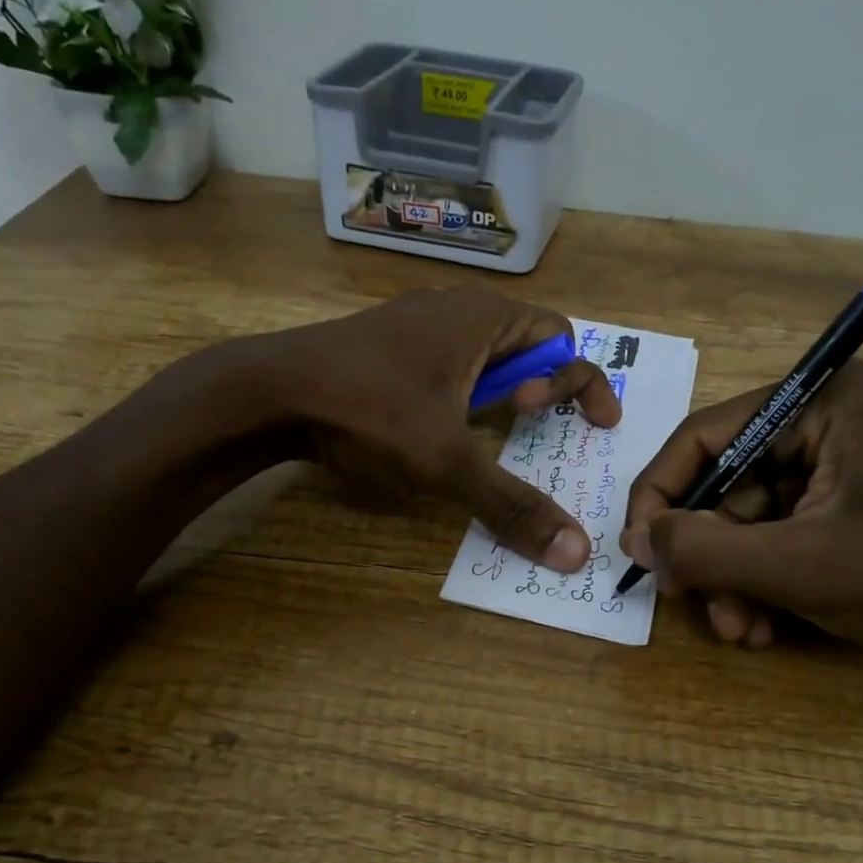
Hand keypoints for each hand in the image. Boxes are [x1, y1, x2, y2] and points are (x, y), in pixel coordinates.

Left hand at [265, 288, 620, 570]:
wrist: (269, 391)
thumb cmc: (369, 410)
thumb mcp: (446, 463)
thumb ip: (512, 505)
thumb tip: (574, 553)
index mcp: (484, 318)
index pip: (563, 338)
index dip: (585, 384)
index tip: (593, 427)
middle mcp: (456, 309)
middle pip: (527, 344)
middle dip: (544, 389)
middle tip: (530, 429)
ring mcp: (416, 325)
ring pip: (484, 357)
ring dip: (501, 397)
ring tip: (492, 436)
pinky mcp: (387, 348)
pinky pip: (448, 366)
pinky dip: (464, 398)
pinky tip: (443, 432)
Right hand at [619, 360, 862, 648]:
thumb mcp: (793, 565)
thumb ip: (704, 550)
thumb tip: (633, 541)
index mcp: (815, 403)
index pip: (703, 437)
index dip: (659, 494)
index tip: (636, 548)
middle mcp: (814, 422)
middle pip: (719, 485)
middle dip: (705, 554)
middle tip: (686, 600)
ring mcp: (821, 465)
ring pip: (738, 521)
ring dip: (728, 580)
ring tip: (737, 630)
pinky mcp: (826, 503)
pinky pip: (765, 537)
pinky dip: (754, 582)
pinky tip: (759, 627)